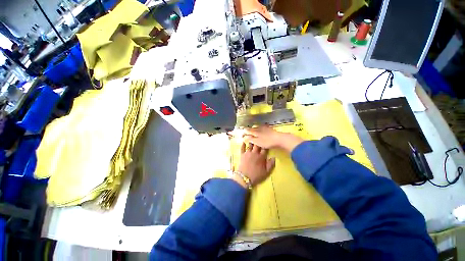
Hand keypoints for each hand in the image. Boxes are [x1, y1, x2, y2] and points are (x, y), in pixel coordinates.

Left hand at [233, 142, 274, 187]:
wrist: (244, 177)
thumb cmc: (256, 175)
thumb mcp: (266, 172)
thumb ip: (271, 164)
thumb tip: (274, 157)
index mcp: (261, 157)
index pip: (265, 149)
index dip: (266, 145)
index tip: (267, 142)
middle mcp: (255, 153)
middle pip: (257, 145)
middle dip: (259, 141)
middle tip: (259, 138)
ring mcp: (248, 153)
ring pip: (250, 145)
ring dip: (251, 141)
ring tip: (252, 137)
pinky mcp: (242, 154)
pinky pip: (242, 148)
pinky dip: (243, 144)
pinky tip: (243, 141)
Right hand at [244, 126, 303, 152]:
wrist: (279, 139)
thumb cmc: (267, 141)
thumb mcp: (257, 142)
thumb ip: (250, 139)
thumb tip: (244, 137)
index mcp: (255, 131)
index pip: (248, 130)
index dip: (244, 132)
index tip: (242, 134)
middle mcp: (259, 128)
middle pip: (252, 128)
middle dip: (249, 130)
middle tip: (246, 131)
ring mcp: (265, 128)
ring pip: (257, 127)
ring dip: (254, 128)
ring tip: (253, 130)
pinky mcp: (269, 129)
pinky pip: (262, 127)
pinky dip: (260, 128)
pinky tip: (261, 130)